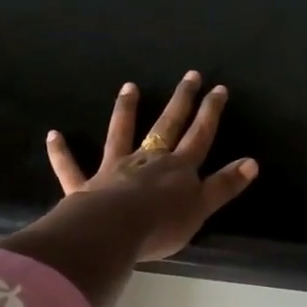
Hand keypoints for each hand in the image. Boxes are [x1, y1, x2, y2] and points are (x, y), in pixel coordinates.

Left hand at [45, 72, 258, 262]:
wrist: (114, 231)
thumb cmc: (162, 224)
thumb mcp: (202, 208)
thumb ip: (224, 186)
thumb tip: (252, 162)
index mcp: (178, 168)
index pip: (199, 135)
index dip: (210, 112)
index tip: (218, 89)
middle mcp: (147, 160)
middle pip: (167, 126)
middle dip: (180, 101)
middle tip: (189, 75)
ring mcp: (115, 169)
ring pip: (121, 134)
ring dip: (125, 111)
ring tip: (129, 87)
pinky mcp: (86, 186)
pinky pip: (71, 167)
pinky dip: (62, 153)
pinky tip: (54, 135)